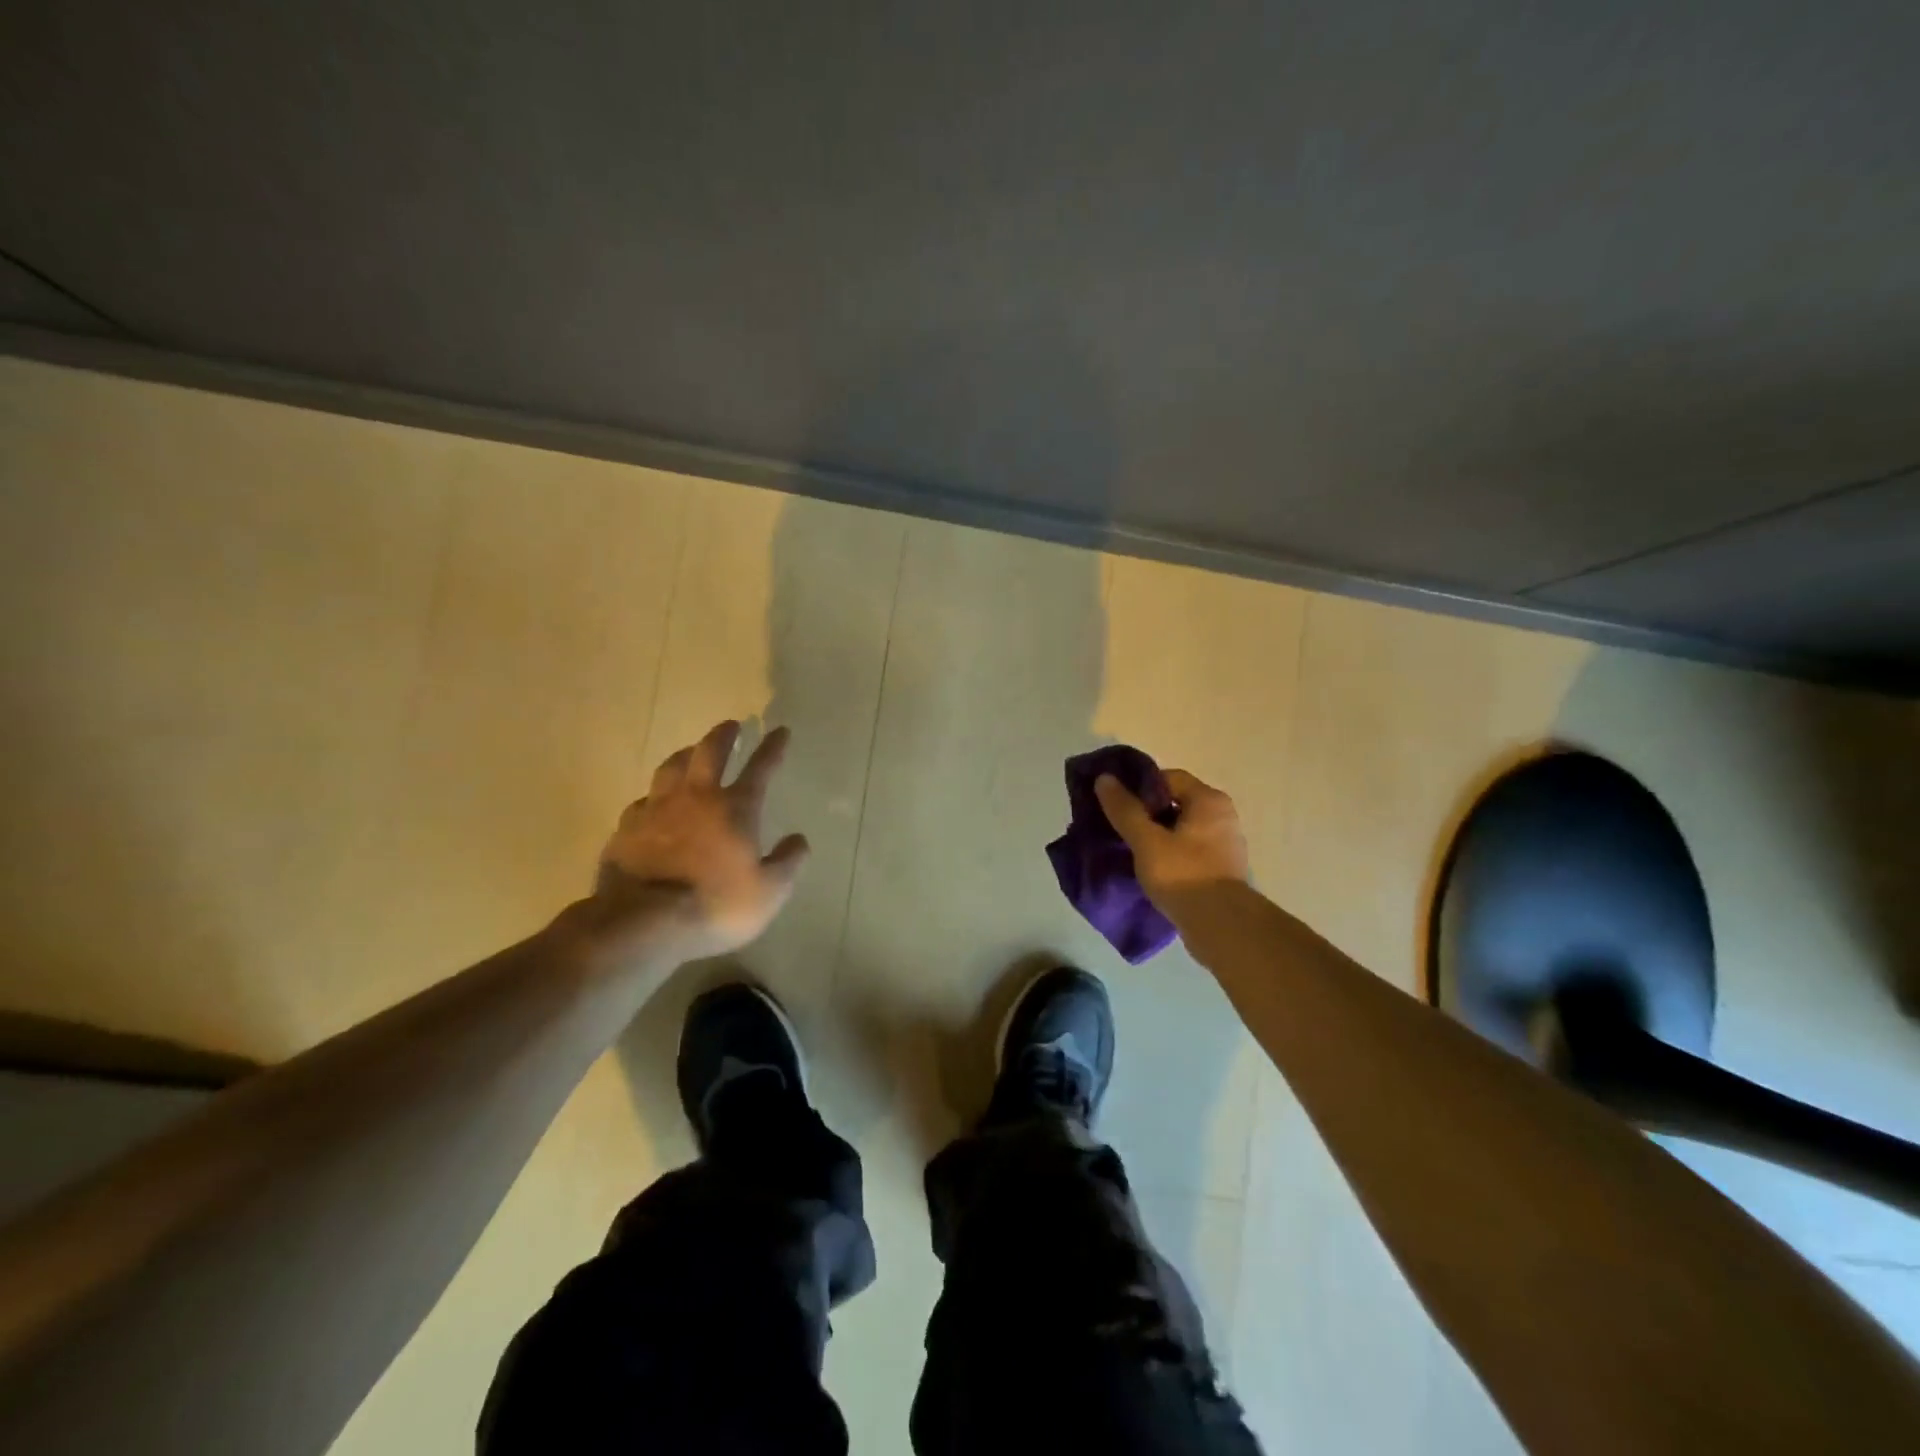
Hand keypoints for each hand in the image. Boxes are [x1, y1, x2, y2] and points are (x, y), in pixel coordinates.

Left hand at [574, 721, 809, 966]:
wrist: (644, 922)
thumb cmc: (716, 905)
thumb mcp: (769, 891)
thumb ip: (788, 862)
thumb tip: (799, 839)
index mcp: (735, 808)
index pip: (760, 767)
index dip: (772, 747)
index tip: (780, 731)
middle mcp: (696, 798)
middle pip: (709, 752)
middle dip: (723, 735)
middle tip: (730, 725)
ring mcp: (656, 810)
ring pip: (670, 768)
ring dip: (684, 755)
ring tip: (690, 752)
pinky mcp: (627, 829)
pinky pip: (642, 802)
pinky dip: (654, 797)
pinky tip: (653, 803)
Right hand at [1094, 767, 1249, 914]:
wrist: (1221, 927)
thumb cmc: (1183, 874)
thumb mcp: (1146, 840)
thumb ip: (1125, 809)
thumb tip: (1104, 779)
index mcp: (1209, 800)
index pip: (1168, 778)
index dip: (1139, 786)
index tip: (1116, 802)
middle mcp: (1222, 816)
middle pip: (1175, 802)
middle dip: (1146, 812)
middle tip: (1118, 825)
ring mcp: (1225, 844)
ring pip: (1181, 829)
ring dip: (1156, 835)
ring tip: (1129, 848)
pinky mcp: (1221, 869)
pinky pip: (1189, 851)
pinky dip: (1169, 854)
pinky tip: (1150, 867)